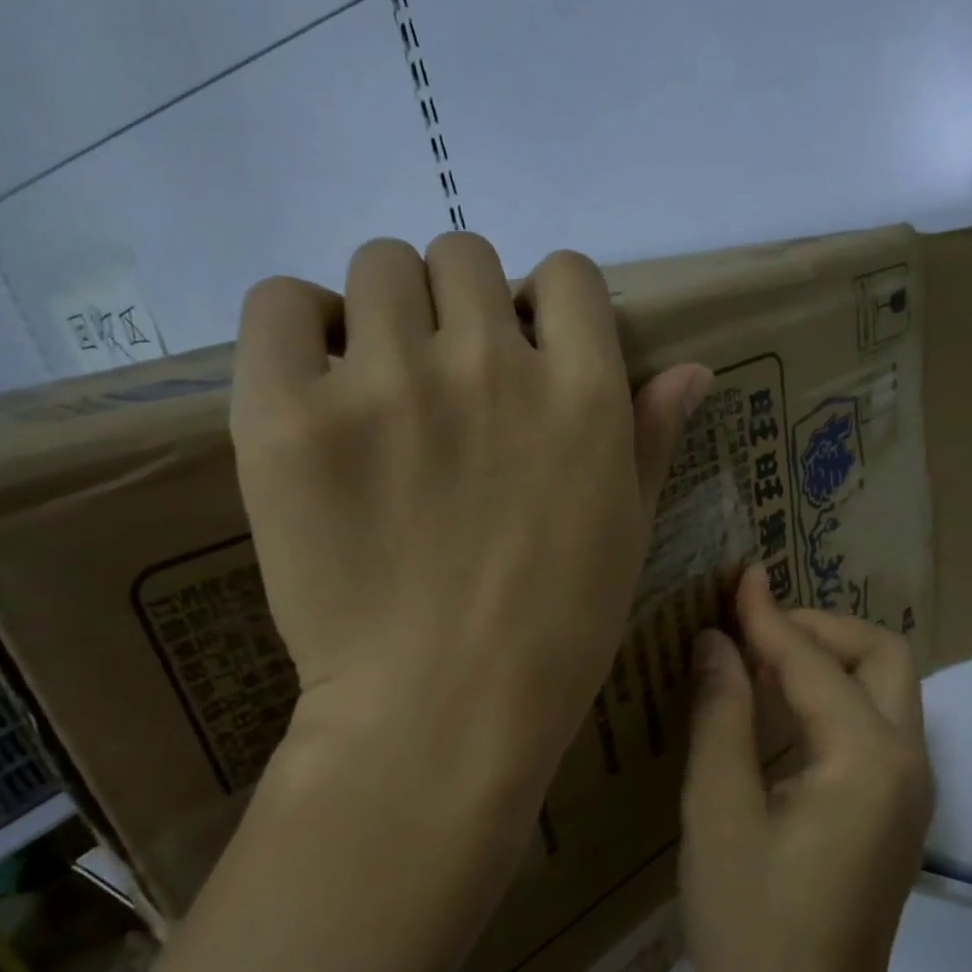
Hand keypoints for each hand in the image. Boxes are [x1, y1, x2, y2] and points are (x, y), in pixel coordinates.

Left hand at [231, 234, 709, 809]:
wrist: (442, 714)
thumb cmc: (554, 637)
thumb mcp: (626, 535)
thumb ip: (651, 439)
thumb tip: (692, 369)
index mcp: (583, 394)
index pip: (567, 275)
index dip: (544, 307)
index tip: (524, 354)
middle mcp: (491, 364)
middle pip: (464, 257)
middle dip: (459, 308)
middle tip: (442, 385)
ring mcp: (387, 383)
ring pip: (378, 267)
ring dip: (383, 315)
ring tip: (375, 391)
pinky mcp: (290, 414)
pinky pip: (279, 302)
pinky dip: (295, 328)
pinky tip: (313, 391)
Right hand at [681, 566, 934, 971]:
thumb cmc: (751, 924)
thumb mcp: (718, 810)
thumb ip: (721, 713)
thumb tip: (716, 642)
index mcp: (867, 758)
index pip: (814, 660)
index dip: (767, 615)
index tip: (736, 575)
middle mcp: (907, 761)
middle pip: (881, 656)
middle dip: (818, 628)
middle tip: (751, 629)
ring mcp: (909, 790)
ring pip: (882, 689)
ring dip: (825, 659)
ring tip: (757, 655)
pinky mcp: (895, 812)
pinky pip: (871, 727)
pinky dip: (829, 698)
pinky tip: (778, 709)